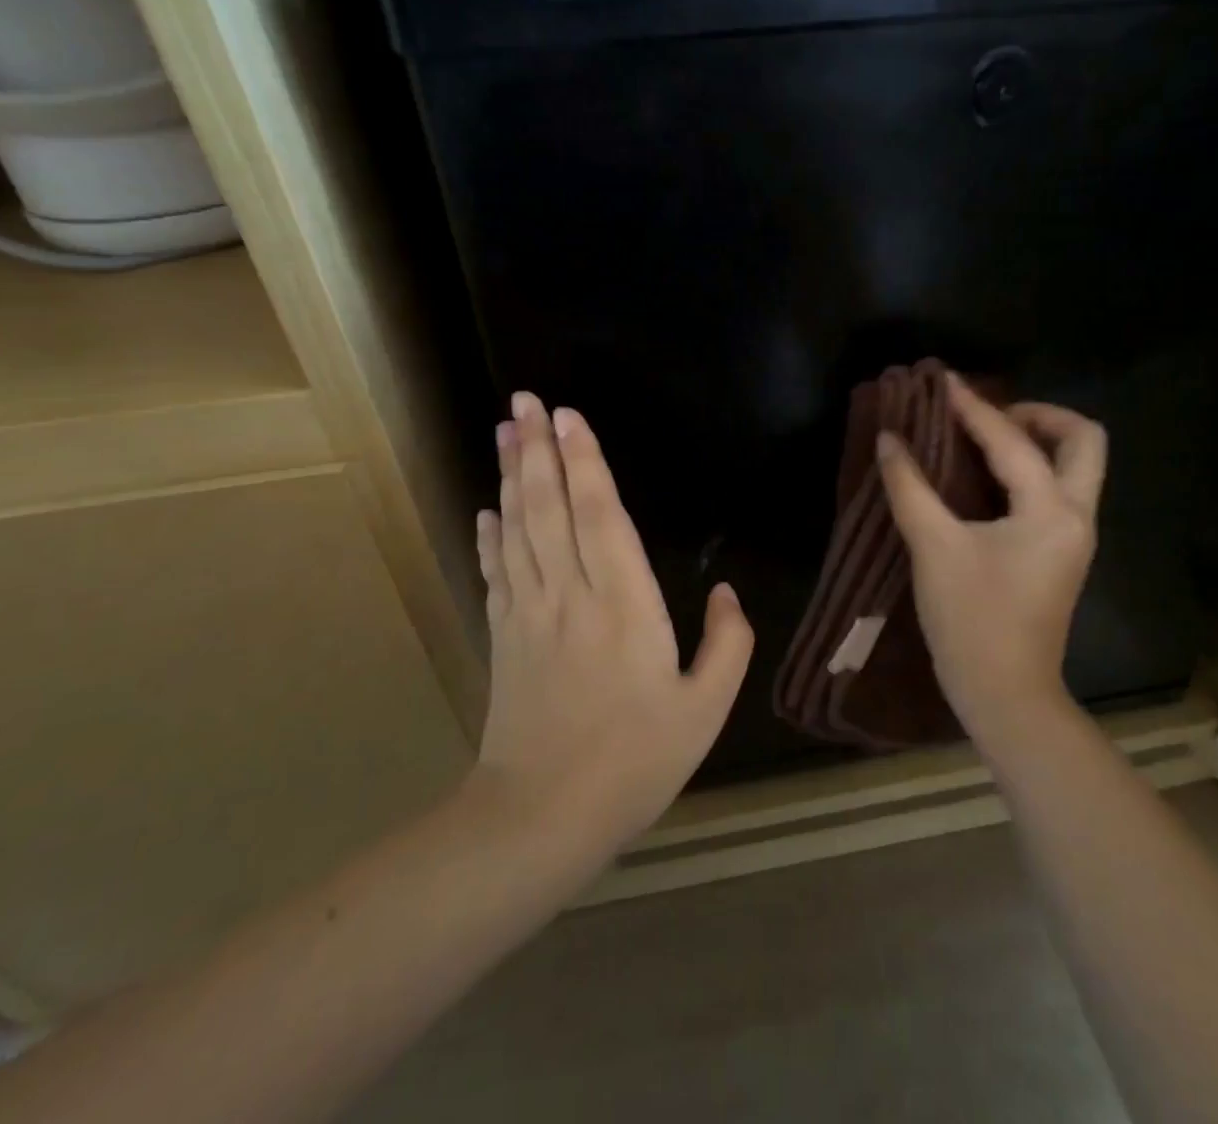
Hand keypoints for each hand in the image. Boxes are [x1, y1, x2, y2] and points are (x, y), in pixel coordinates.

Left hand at [473, 393, 752, 862]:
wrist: (543, 818)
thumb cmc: (634, 761)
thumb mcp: (704, 710)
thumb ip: (727, 645)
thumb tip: (729, 594)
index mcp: (623, 605)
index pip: (600, 516)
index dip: (585, 462)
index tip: (569, 417)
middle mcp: (570, 595)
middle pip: (549, 507)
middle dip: (538, 449)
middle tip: (523, 399)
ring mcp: (529, 614)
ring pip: (518, 529)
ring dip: (512, 476)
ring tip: (505, 431)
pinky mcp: (504, 636)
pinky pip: (496, 572)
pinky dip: (490, 535)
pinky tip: (488, 509)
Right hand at [877, 375, 1107, 744]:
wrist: (1006, 695)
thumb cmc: (972, 621)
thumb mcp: (934, 548)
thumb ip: (910, 487)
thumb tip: (889, 439)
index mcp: (1051, 511)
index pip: (1012, 441)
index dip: (973, 408)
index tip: (943, 383)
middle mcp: (1076, 516)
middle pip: (1083, 441)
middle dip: (1040, 415)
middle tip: (988, 414)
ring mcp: (1073, 537)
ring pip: (1075, 466)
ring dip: (1037, 440)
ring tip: (983, 436)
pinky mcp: (1060, 553)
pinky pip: (1056, 490)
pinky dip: (1029, 468)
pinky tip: (986, 474)